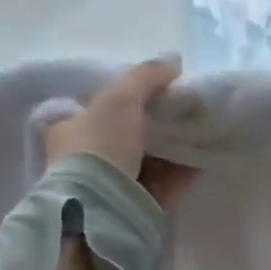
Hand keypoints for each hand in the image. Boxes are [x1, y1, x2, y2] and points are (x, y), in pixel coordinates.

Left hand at [41, 57, 198, 209]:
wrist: (100, 208)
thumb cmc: (100, 146)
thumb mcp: (120, 99)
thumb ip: (146, 77)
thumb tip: (173, 60)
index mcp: (69, 129)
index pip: (98, 109)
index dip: (127, 100)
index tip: (157, 96)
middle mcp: (85, 159)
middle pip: (126, 137)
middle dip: (155, 128)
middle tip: (183, 117)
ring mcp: (109, 187)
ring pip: (147, 163)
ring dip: (172, 153)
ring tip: (199, 139)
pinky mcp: (132, 208)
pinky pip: (162, 187)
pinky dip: (180, 176)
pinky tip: (201, 165)